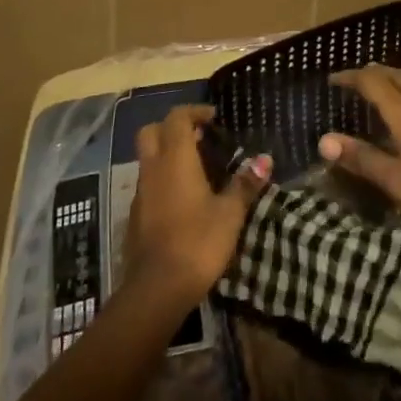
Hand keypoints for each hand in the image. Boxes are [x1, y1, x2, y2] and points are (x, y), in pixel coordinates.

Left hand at [125, 105, 270, 307]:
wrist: (157, 289)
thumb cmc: (198, 242)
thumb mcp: (230, 214)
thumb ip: (245, 184)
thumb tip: (264, 159)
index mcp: (175, 158)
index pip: (177, 118)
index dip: (194, 112)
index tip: (213, 119)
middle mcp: (153, 168)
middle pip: (152, 132)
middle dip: (173, 128)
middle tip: (199, 138)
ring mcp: (140, 192)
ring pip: (149, 158)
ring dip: (168, 155)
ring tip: (198, 169)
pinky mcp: (136, 215)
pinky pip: (148, 183)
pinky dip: (163, 179)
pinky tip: (184, 199)